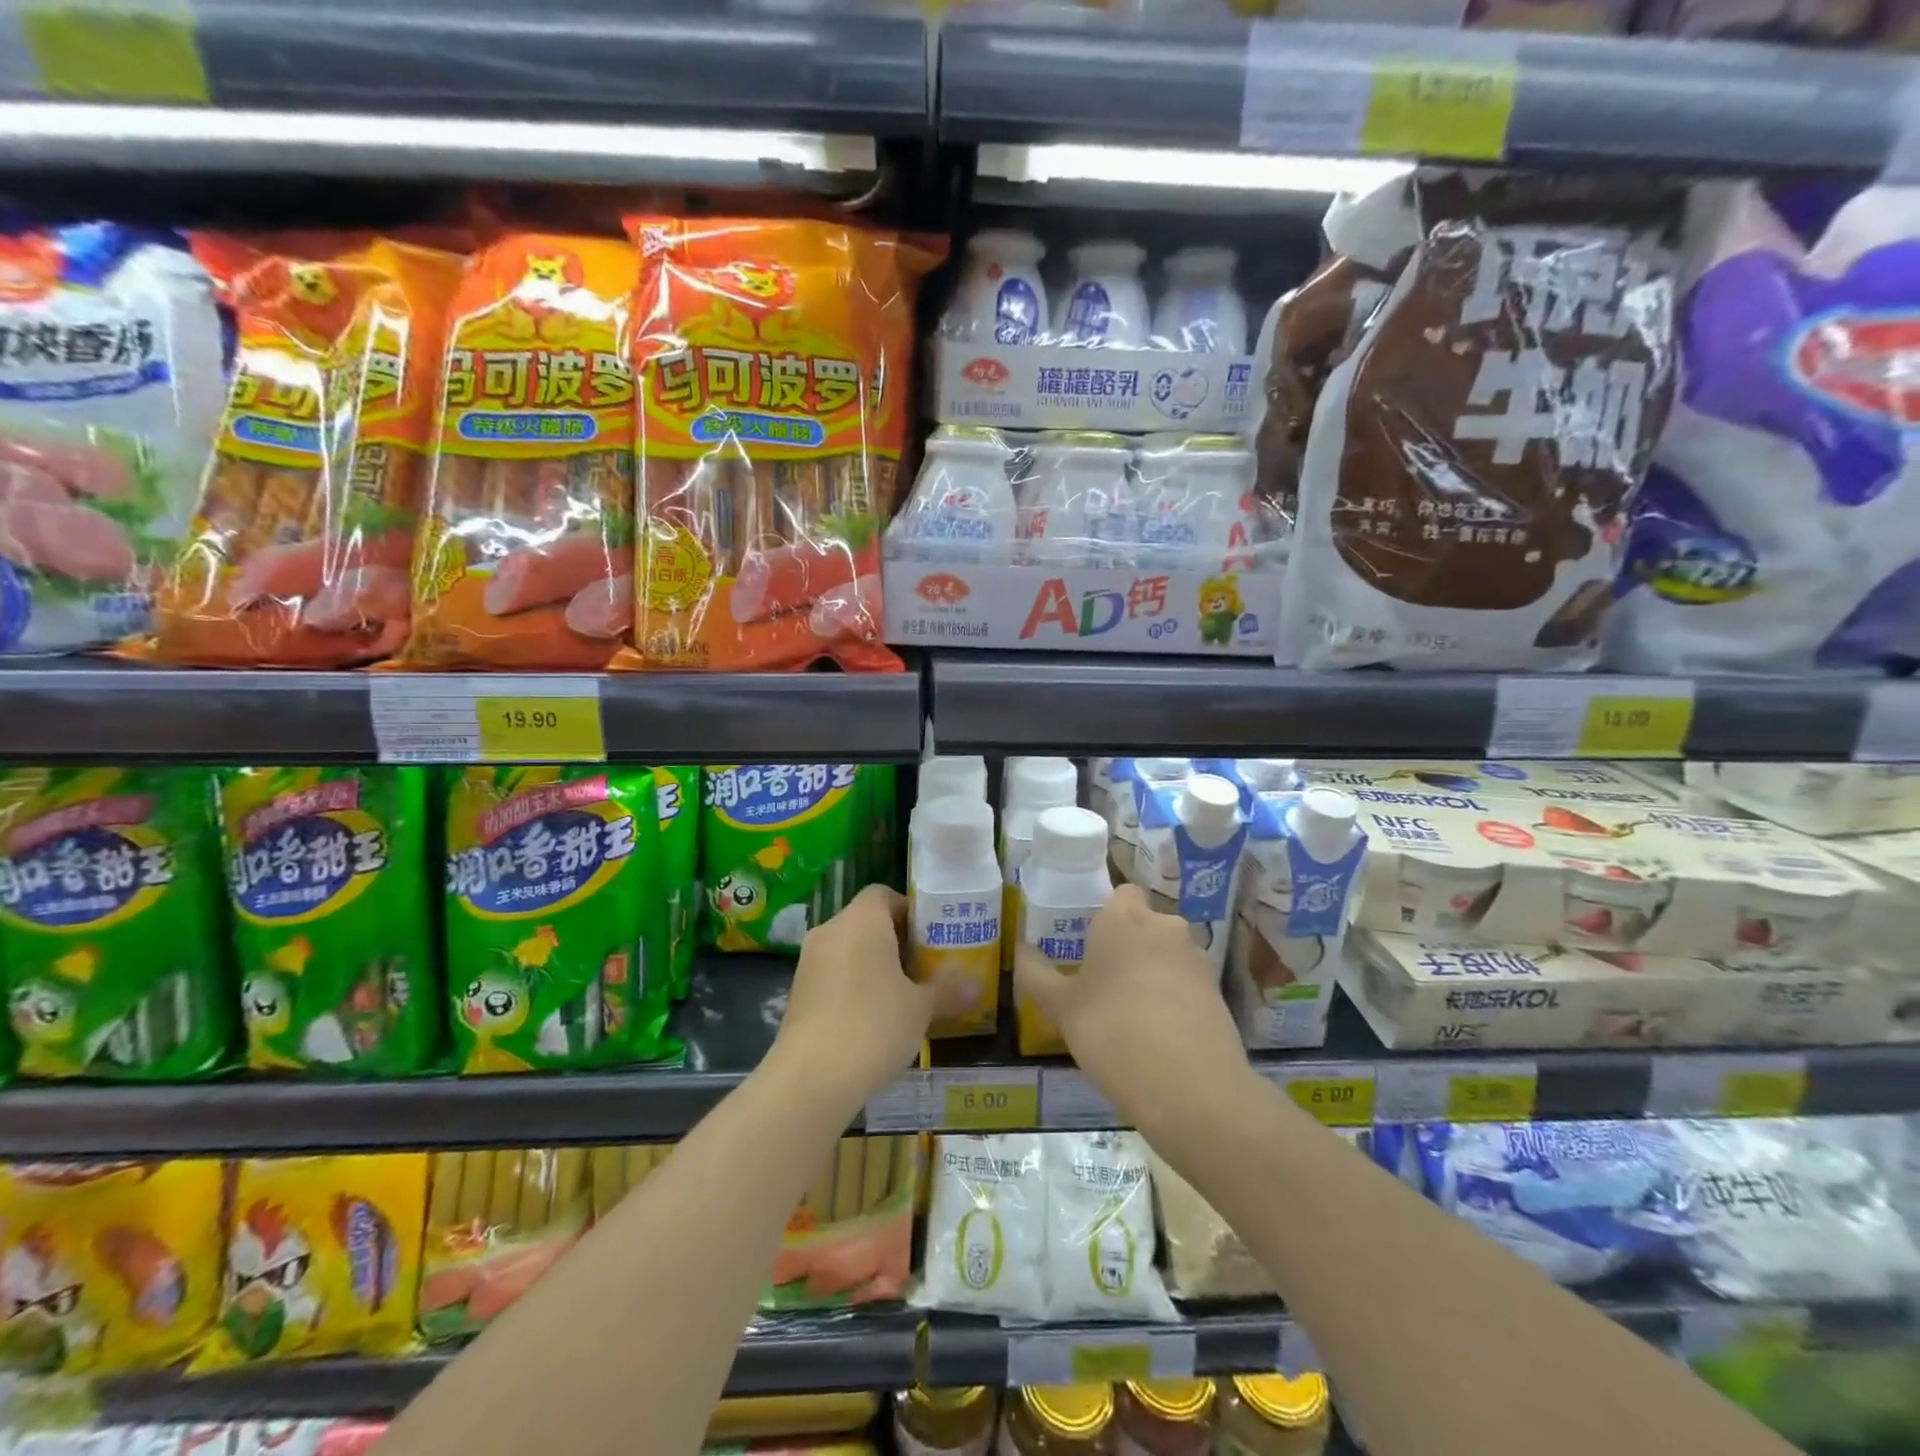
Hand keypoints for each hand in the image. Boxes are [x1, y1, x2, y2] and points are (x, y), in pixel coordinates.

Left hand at [769, 885, 939, 1115]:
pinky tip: (872, 1019)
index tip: (930, 937)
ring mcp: (808, 961)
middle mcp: (831, 930)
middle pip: (866, 921)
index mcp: (862, 920)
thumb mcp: (920, 1009)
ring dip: (873, 965)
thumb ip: (947, 991)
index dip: (909, 910)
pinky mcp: (797, 992)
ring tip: (902, 996)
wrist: (811, 1076)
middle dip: (895, 941)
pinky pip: (832, 975)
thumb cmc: (874, 1025)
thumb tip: (977, 986)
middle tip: (924, 967)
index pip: (884, 894)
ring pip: (847, 949)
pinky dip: (852, 986)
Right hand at [1015, 883, 1252, 1135]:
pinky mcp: (1218, 992)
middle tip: (1103, 983)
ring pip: (1167, 954)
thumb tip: (1021, 949)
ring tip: (1130, 1015)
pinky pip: (1187, 983)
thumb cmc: (1112, 1031)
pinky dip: (1174, 998)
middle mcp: (1164, 926)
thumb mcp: (1061, 1007)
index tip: (1090, 945)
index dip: (1107, 915)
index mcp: (1123, 918)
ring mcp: (1197, 958)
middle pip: (1145, 924)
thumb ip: (1036, 974)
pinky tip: (1159, 1036)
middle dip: (1128, 945)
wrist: (1190, 1087)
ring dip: (1152, 972)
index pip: (1121, 893)